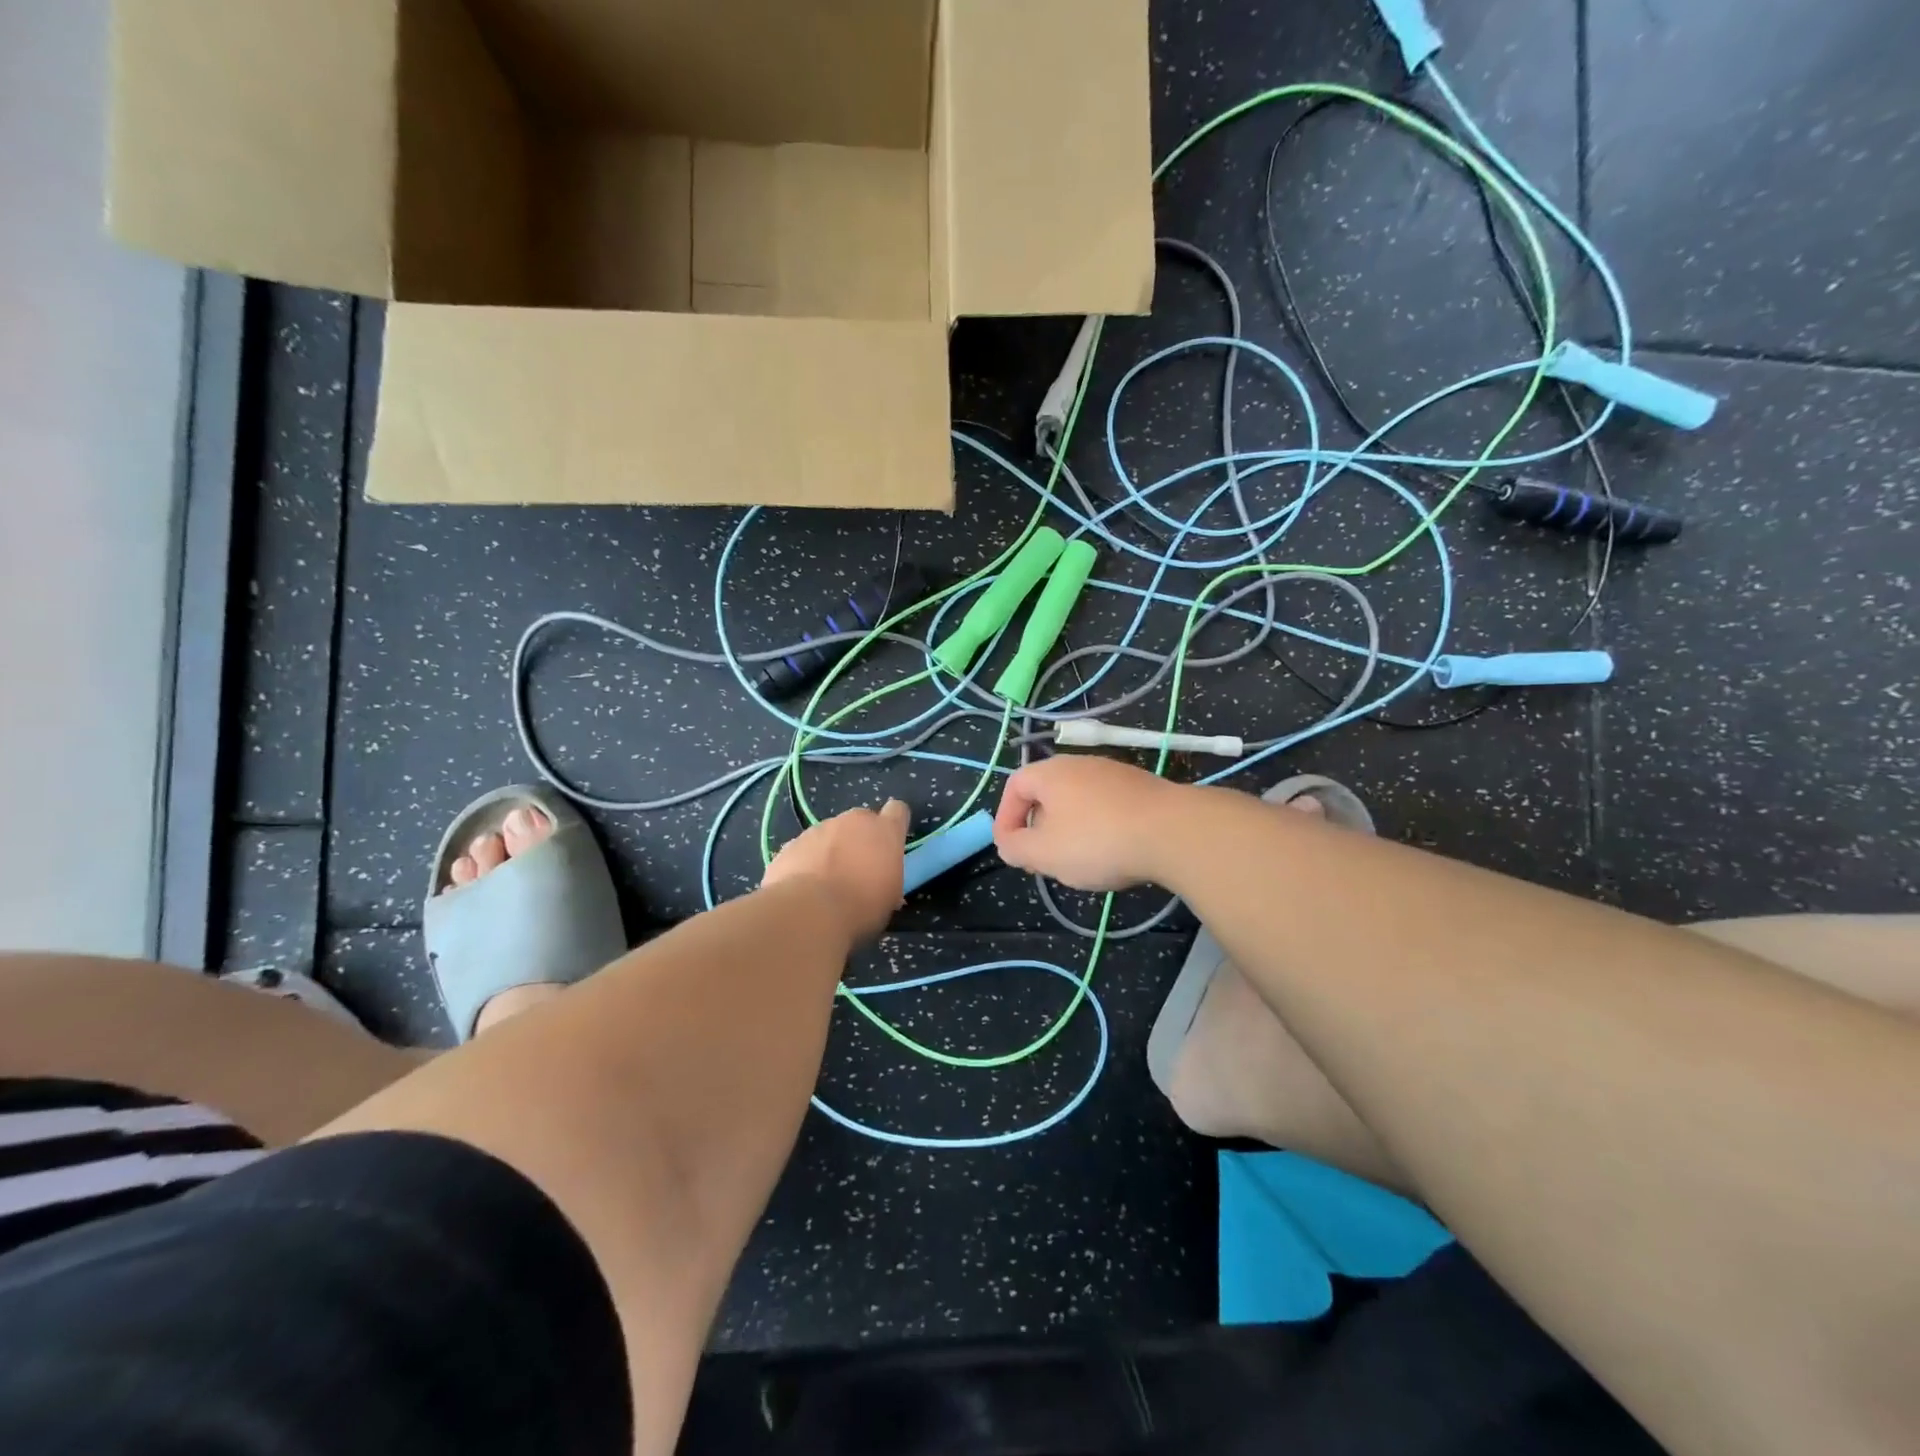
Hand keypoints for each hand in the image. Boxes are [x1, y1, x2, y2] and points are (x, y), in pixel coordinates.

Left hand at [762, 800, 910, 941]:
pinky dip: (805, 863)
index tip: (890, 842)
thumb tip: (882, 880)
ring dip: (830, 851)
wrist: (808, 912)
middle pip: (860, 821)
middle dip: (859, 839)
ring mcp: (818, 829)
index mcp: (884, 831)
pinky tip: (803, 889)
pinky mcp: (791, 844)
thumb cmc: (861, 906)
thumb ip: (888, 876)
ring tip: (825, 884)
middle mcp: (852, 821)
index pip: (897, 811)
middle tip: (856, 869)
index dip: (894, 824)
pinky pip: (804, 850)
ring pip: (829, 834)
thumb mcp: (889, 897)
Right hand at [993, 757, 1184, 890]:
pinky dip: (1100, 828)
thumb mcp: (1044, 853)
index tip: (1010, 849)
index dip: (1005, 818)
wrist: (1174, 831)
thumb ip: (1016, 848)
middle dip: (1038, 827)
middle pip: (1047, 793)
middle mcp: (1080, 764)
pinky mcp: (1141, 788)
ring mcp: (1114, 773)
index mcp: (1051, 773)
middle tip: (1041, 859)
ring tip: (1077, 861)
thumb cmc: (1098, 840)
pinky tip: (1113, 853)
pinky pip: (1107, 807)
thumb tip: (1008, 842)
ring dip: (1069, 830)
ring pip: (1078, 801)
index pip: (1014, 786)